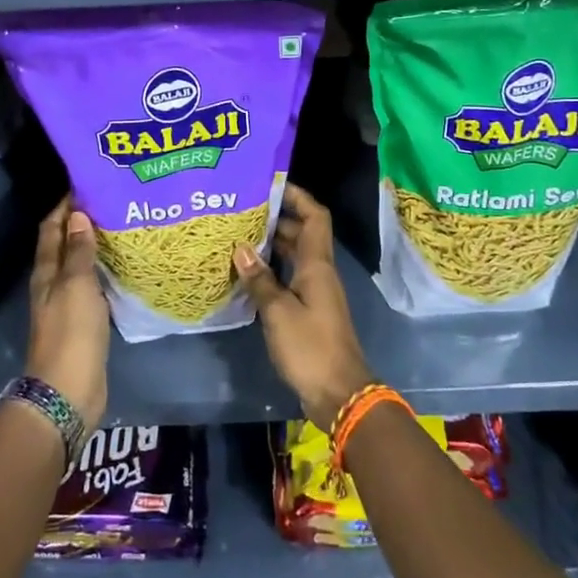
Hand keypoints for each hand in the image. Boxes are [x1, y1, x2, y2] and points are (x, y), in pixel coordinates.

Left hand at [27, 197, 109, 430]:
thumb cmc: (72, 333)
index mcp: (46, 272)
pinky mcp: (83, 322)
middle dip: (81, 222)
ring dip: (92, 246)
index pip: (51, 228)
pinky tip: (121, 266)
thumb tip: (78, 214)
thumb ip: (79, 251)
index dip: (65, 206)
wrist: (69, 390)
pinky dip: (102, 270)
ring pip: (78, 265)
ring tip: (119, 227)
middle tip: (110, 201)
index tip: (87, 184)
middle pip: (63, 244)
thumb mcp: (77, 286)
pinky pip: (92, 286)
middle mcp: (53, 284)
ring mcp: (67, 304)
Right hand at [234, 184, 373, 431]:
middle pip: (301, 233)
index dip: (297, 196)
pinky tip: (246, 274)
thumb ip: (260, 279)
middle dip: (275, 218)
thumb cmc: (310, 347)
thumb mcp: (279, 312)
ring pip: (293, 256)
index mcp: (317, 264)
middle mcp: (319, 272)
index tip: (270, 184)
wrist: (339, 393)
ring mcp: (314, 293)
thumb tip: (240, 248)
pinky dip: (271, 271)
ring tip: (237, 236)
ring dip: (270, 245)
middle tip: (241, 210)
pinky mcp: (308, 312)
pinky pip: (289, 278)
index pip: (314, 216)